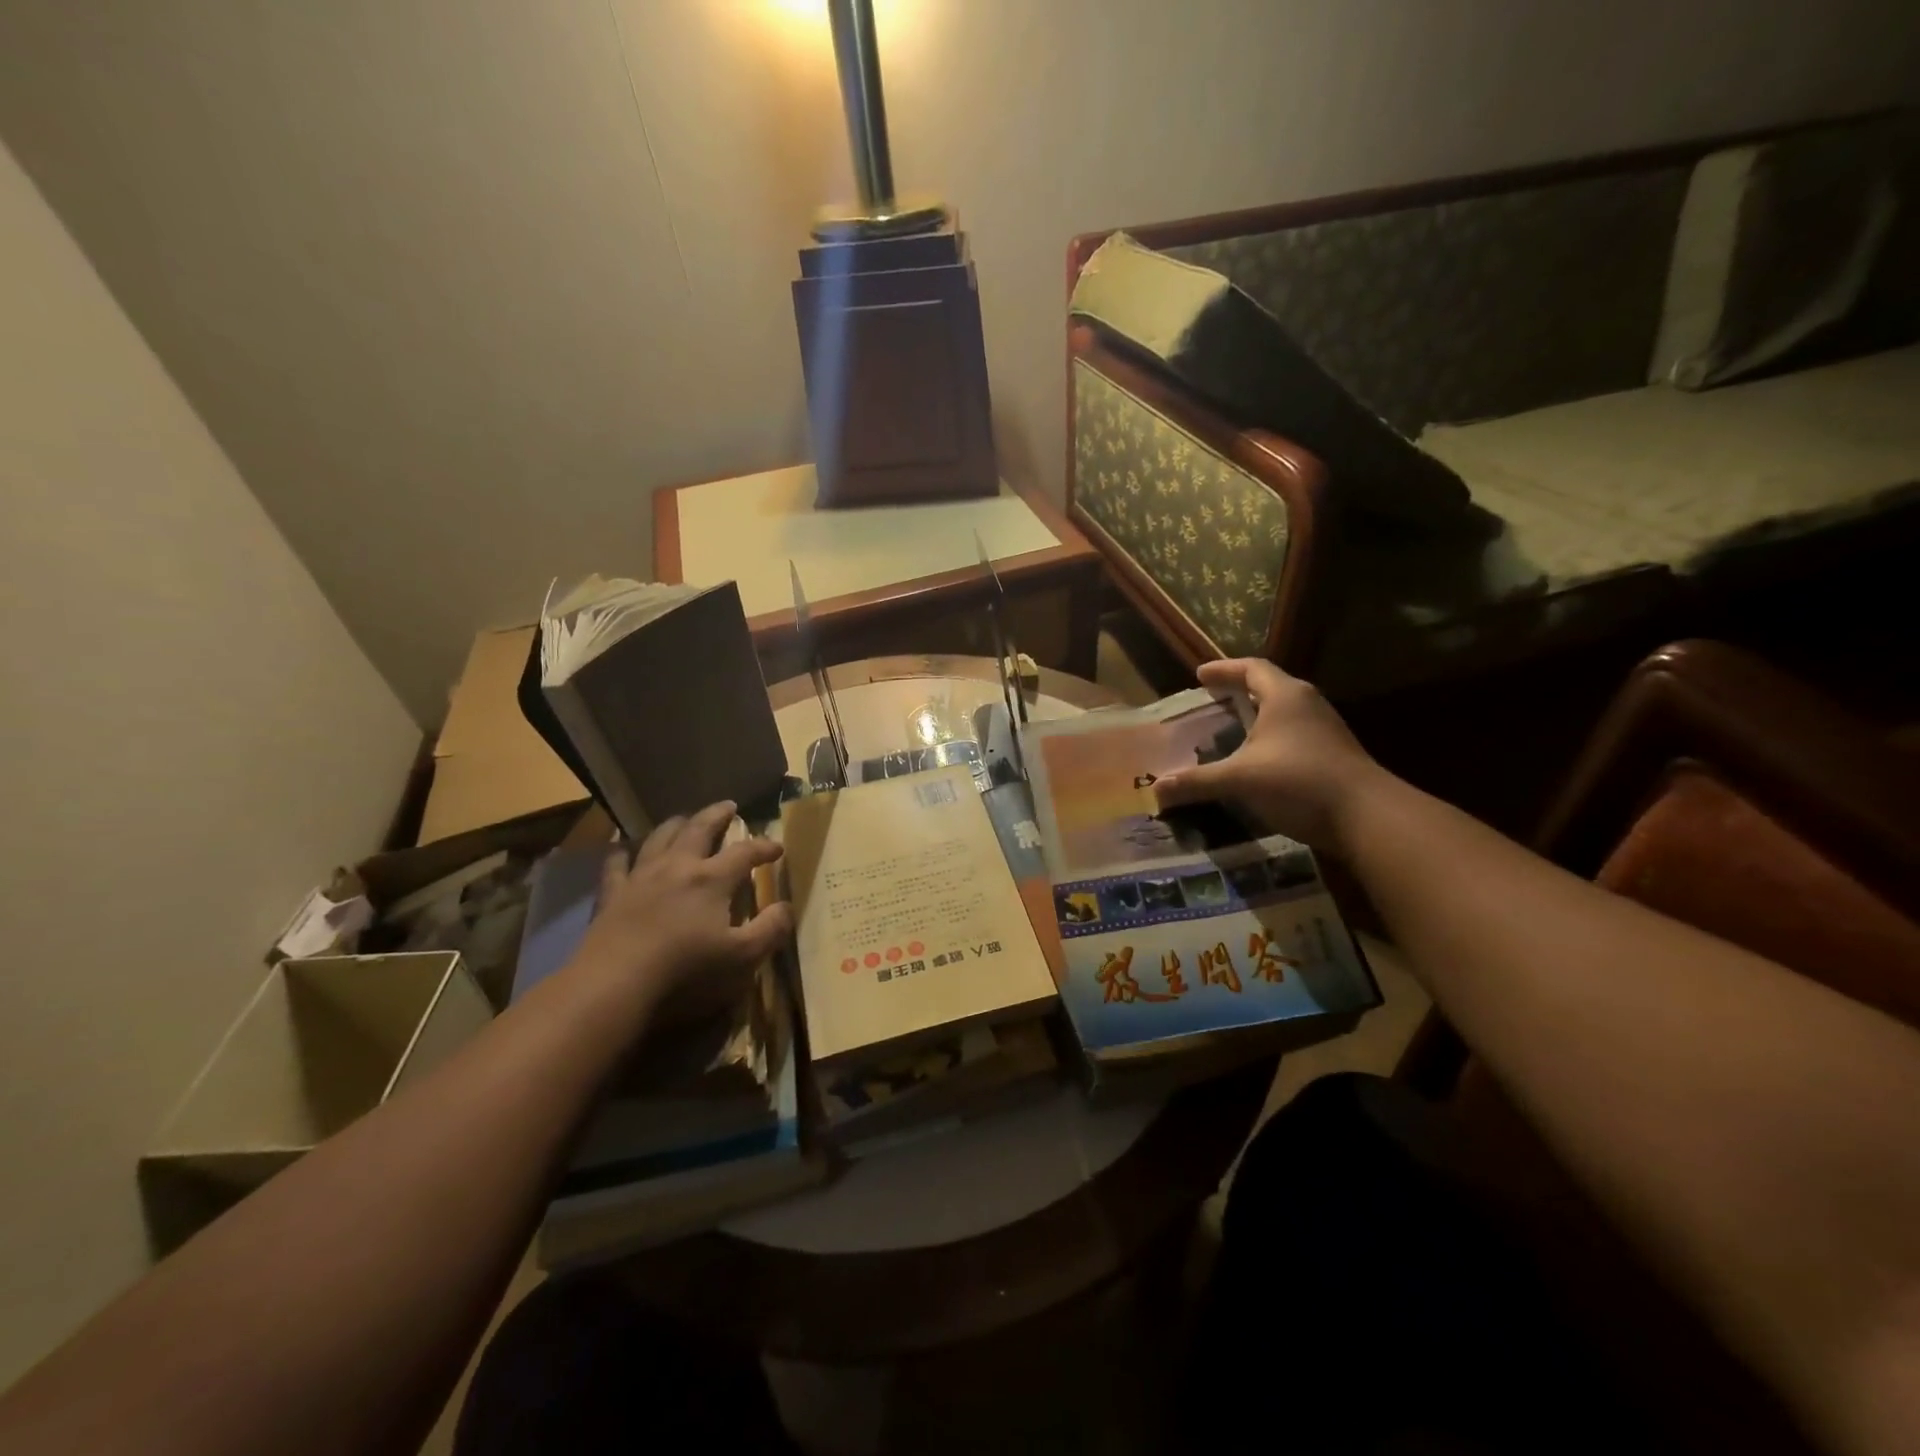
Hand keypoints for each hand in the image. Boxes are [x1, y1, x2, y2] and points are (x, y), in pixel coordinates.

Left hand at [568, 802, 790, 1022]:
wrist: (614, 983)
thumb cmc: (685, 970)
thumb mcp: (742, 957)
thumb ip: (769, 930)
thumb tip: (787, 907)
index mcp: (712, 879)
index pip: (744, 853)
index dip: (764, 847)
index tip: (778, 848)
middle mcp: (678, 867)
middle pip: (699, 829)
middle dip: (717, 815)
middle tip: (729, 806)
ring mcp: (641, 877)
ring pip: (660, 838)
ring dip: (676, 824)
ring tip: (685, 819)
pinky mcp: (612, 894)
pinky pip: (617, 863)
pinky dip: (622, 851)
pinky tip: (623, 848)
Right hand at [1152, 659, 1383, 855]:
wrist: (1368, 817)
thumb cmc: (1299, 782)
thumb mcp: (1240, 779)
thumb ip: (1197, 781)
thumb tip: (1155, 790)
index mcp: (1285, 696)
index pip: (1252, 668)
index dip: (1224, 669)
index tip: (1199, 675)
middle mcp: (1308, 704)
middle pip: (1270, 686)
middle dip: (1239, 691)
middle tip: (1212, 699)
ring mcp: (1325, 729)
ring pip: (1284, 712)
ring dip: (1257, 715)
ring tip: (1231, 727)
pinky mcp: (1333, 754)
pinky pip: (1294, 734)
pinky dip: (1270, 737)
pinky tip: (1257, 759)